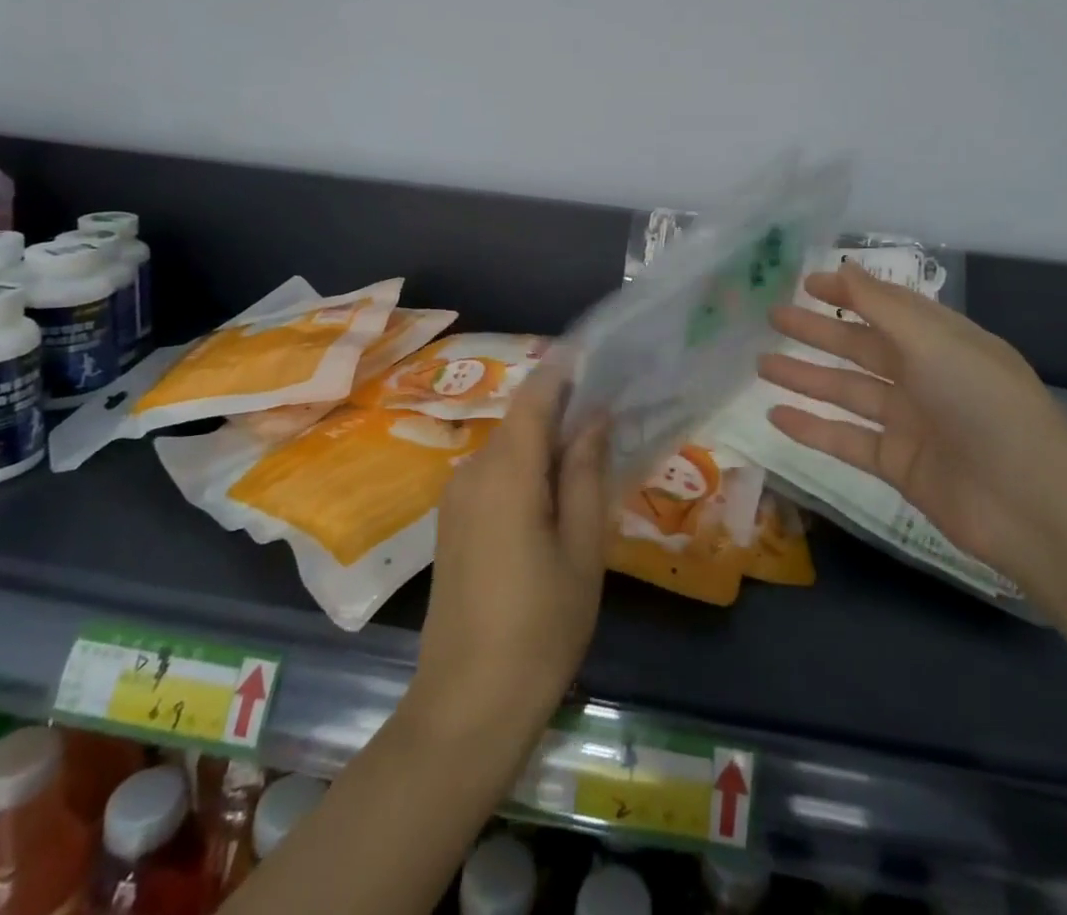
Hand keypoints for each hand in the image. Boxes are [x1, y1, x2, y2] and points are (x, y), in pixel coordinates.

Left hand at [411, 359, 608, 739]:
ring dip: (547, 445)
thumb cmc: (540, 628)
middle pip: (522, 421)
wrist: (466, 708)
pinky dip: (528, 471)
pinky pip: (495, 476)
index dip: (565, 370)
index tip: (601, 359)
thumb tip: (594, 417)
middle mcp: (472, 471)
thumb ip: (585, 473)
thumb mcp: (580, 549)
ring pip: (509, 449)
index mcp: (506, 471)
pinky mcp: (452, 524)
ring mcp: (455, 499)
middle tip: (613, 417)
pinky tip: (557, 497)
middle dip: (564, 411)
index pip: (535, 395)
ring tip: (593, 457)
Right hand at [759, 262, 1066, 582]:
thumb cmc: (983, 403)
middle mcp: (924, 376)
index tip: (805, 283)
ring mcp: (910, 422)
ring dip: (805, 377)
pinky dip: (812, 428)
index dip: (848, 292)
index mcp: (941, 340)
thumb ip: (882, 305)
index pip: (887, 306)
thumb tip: (844, 265)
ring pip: (847, 392)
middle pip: (860, 347)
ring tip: (760, 364)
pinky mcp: (898, 464)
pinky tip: (776, 415)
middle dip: (817, 332)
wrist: (1030, 502)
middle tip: (771, 318)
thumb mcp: (933, 341)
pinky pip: (846, 439)